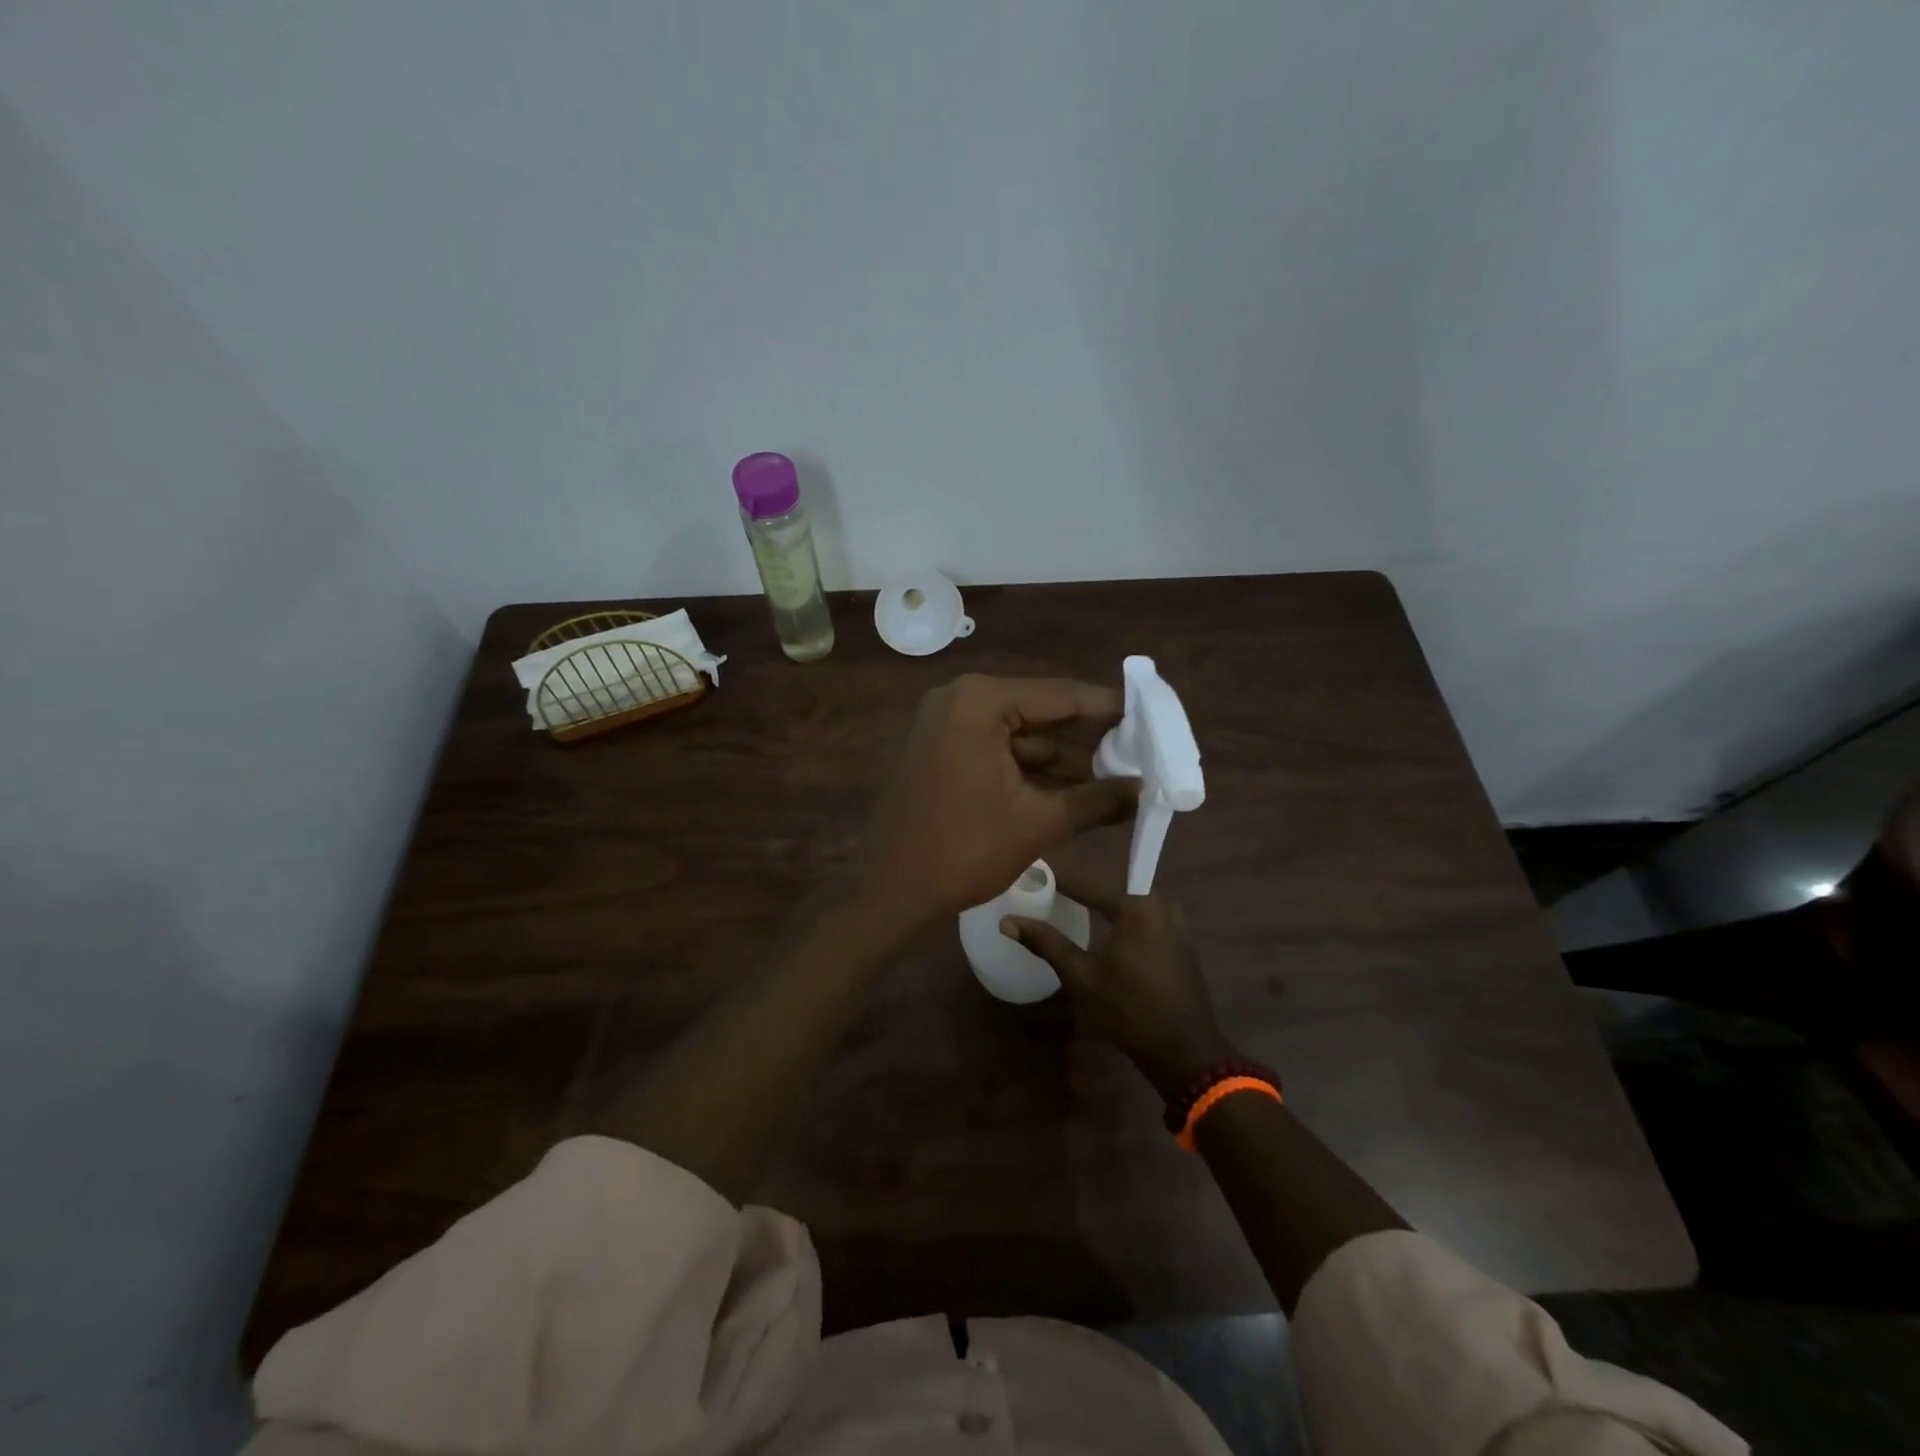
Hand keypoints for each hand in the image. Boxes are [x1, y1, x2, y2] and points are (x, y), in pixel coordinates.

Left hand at [853, 675, 1138, 934]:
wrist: (889, 892)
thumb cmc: (963, 852)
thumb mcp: (1038, 823)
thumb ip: (1097, 800)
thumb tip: (1145, 789)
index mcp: (980, 702)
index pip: (1060, 695)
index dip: (1109, 709)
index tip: (1151, 718)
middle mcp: (959, 699)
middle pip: (1040, 711)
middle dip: (1088, 737)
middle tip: (1138, 752)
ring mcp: (944, 723)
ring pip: (1019, 733)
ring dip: (1062, 757)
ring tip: (1115, 776)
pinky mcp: (939, 748)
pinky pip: (996, 748)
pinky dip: (1030, 767)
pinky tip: (1072, 787)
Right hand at [1003, 874, 1230, 1099]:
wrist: (1184, 1051)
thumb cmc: (1127, 1009)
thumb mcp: (1080, 975)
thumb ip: (1045, 942)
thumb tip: (1007, 921)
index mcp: (1137, 906)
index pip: (1088, 885)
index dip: (1060, 882)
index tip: (1036, 875)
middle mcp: (1161, 906)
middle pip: (1111, 895)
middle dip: (1082, 895)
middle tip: (1051, 896)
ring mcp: (1177, 925)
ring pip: (1129, 910)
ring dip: (1104, 912)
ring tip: (1072, 914)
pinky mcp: (1183, 945)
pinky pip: (1145, 925)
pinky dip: (1123, 927)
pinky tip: (1103, 938)